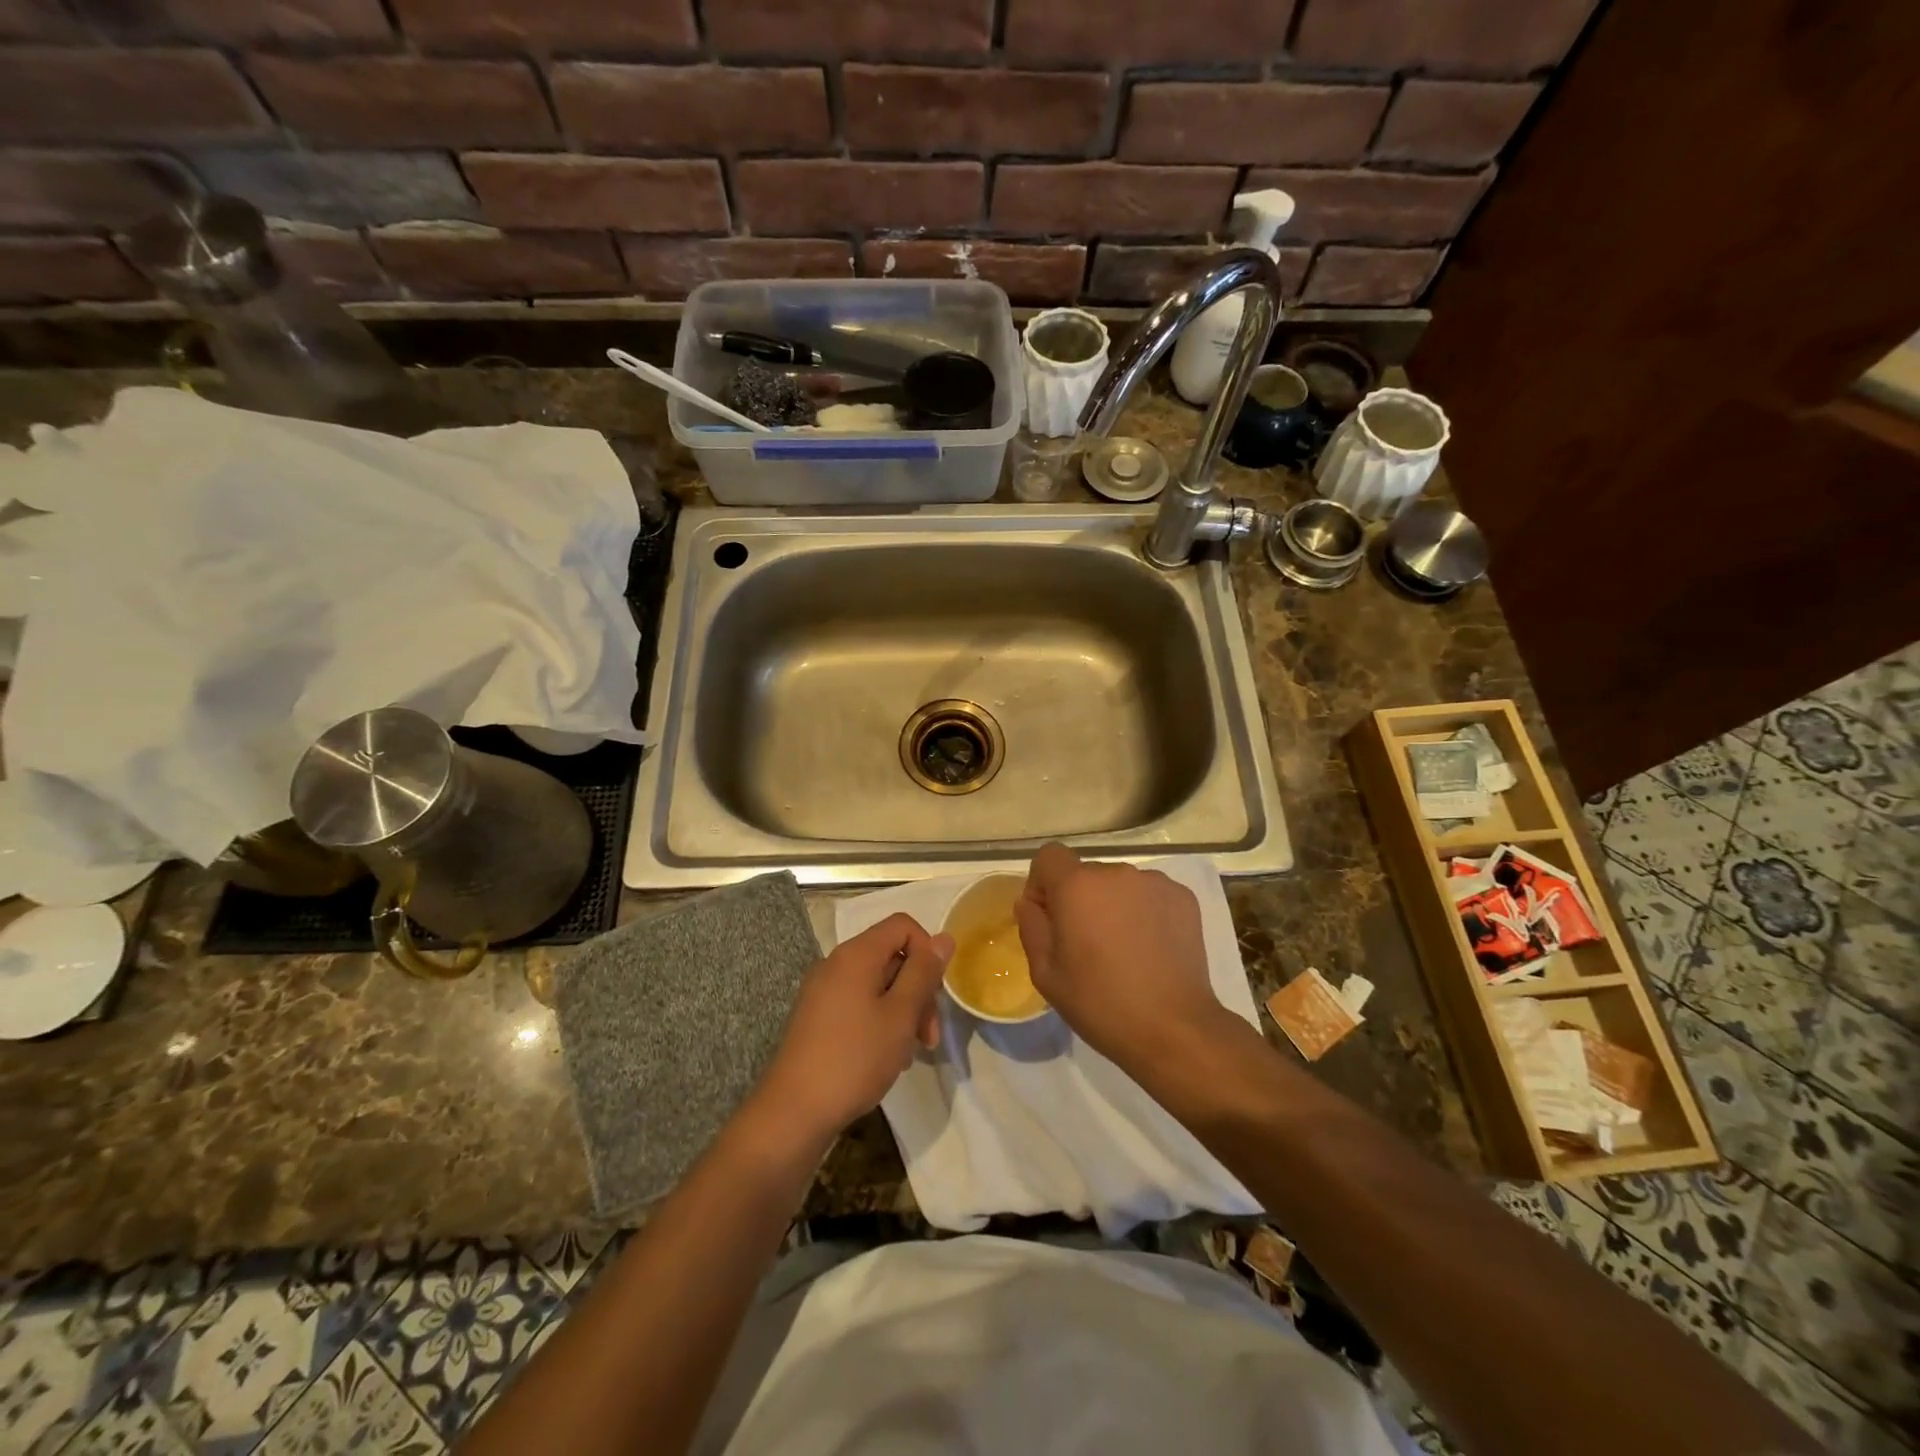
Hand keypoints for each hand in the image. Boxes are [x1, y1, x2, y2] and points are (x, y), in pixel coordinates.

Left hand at [755, 913, 952, 1144]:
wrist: (794, 1112)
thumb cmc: (854, 1058)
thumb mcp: (900, 1015)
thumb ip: (923, 973)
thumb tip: (943, 938)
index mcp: (856, 954)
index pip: (902, 925)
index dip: (927, 951)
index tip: (935, 993)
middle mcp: (836, 963)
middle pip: (891, 956)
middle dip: (918, 990)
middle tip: (929, 1036)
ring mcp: (823, 991)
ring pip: (878, 984)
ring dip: (902, 1011)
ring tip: (909, 1053)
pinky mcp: (818, 1017)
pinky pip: (859, 1004)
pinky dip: (880, 1021)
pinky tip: (887, 1057)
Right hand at [1015, 843, 1230, 1071]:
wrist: (1174, 1029)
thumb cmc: (1100, 1003)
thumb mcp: (1045, 973)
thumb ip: (1031, 927)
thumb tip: (1031, 903)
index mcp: (1077, 886)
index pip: (1049, 856)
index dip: (1042, 883)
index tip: (1049, 917)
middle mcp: (1116, 873)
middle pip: (1085, 873)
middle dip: (1079, 899)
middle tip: (1086, 944)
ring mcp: (1154, 882)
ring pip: (1119, 885)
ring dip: (1112, 905)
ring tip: (1123, 949)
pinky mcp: (1183, 898)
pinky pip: (1149, 895)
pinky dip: (1143, 912)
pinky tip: (1150, 949)